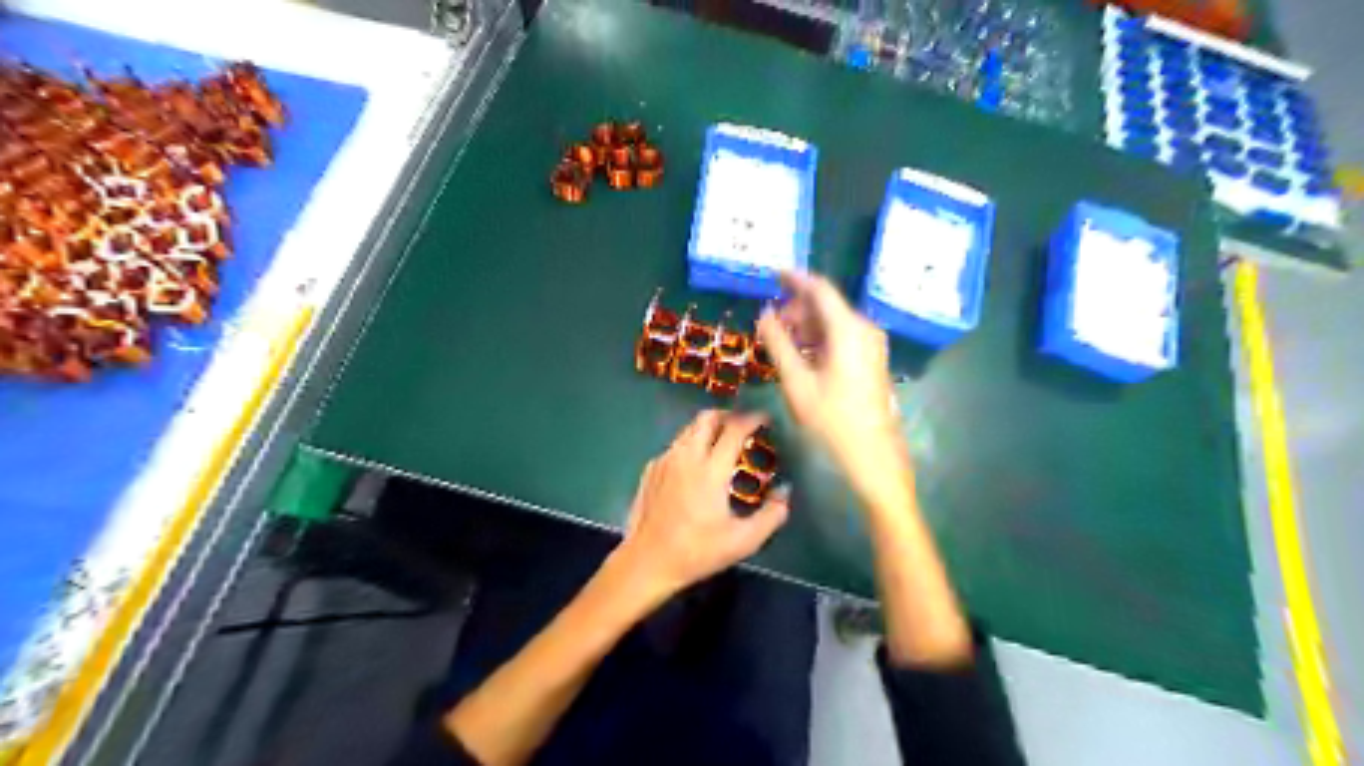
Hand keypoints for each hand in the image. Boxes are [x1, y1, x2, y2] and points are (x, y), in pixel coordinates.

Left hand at [618, 409, 788, 596]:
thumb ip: (771, 515)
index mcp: (710, 469)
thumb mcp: (743, 541)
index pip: (734, 428)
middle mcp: (686, 456)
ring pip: (688, 429)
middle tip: (743, 426)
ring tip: (722, 444)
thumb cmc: (697, 552)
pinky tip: (696, 467)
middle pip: (707, 418)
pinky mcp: (650, 469)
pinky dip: (691, 445)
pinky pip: (675, 446)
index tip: (765, 419)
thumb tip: (785, 492)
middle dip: (728, 415)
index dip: (753, 418)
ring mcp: (664, 460)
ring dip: (708, 428)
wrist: (646, 561)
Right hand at [750, 271, 908, 495]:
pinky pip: (842, 338)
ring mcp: (871, 346)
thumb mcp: (797, 381)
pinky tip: (801, 356)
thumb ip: (779, 343)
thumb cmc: (832, 419)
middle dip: (797, 308)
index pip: (820, 289)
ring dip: (806, 326)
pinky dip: (819, 340)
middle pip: (827, 306)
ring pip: (833, 323)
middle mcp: (864, 330)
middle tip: (770, 323)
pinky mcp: (871, 361)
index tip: (772, 274)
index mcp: (848, 329)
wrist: (872, 455)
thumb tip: (764, 315)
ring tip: (781, 342)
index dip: (795, 279)